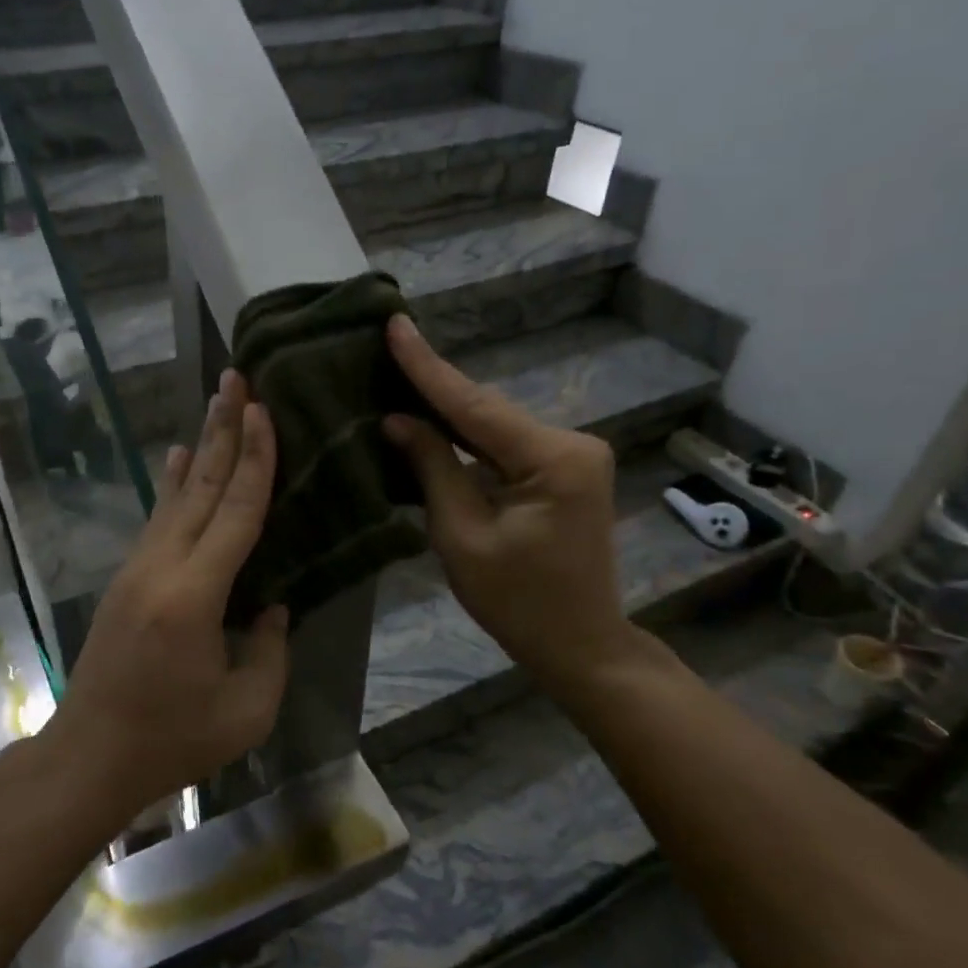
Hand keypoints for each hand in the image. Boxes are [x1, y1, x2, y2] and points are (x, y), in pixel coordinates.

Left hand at [43, 371, 289, 822]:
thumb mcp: (248, 708)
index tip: (263, 410)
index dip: (254, 459)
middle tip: (235, 378)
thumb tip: (272, 604)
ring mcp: (138, 568)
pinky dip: (171, 483)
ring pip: (176, 495)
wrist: (92, 755)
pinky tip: (175, 457)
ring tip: (215, 402)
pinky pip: (158, 518)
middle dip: (222, 428)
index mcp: (195, 595)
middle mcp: (162, 566)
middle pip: (200, 485)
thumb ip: (270, 648)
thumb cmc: (174, 738)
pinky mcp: (128, 578)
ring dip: (199, 446)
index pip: (235, 511)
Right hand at [383, 315, 647, 695]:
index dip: (427, 366)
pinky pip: (505, 443)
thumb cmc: (518, 602)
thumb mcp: (462, 536)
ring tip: (397, 373)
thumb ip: (433, 469)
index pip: (474, 406)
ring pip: (495, 424)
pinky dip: (467, 435)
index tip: (395, 323)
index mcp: (553, 459)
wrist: (582, 644)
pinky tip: (432, 418)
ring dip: (448, 409)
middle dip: (434, 384)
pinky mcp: (564, 469)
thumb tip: (397, 419)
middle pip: (487, 410)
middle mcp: (571, 442)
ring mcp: (572, 454)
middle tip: (386, 346)